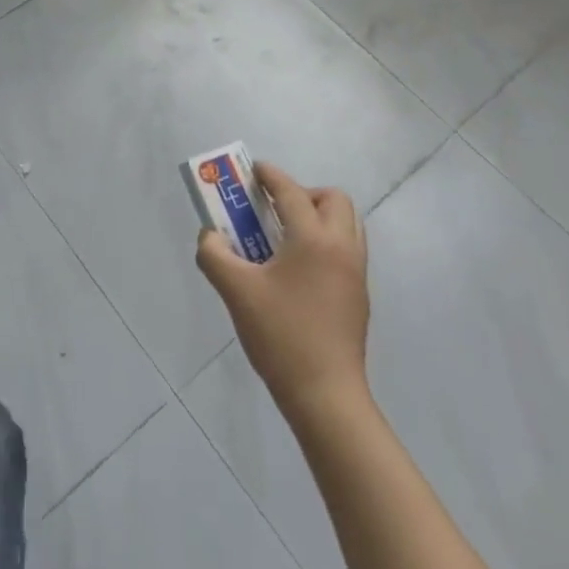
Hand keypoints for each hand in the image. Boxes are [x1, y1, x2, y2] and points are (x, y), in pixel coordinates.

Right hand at [196, 162, 370, 421]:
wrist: (326, 397)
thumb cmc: (281, 335)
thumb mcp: (236, 291)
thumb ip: (214, 254)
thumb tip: (210, 236)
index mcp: (313, 239)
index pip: (291, 191)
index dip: (270, 176)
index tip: (252, 171)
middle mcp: (341, 247)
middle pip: (332, 199)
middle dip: (302, 193)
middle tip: (274, 208)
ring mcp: (355, 273)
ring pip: (345, 224)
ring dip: (318, 216)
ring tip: (285, 235)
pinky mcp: (358, 296)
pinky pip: (346, 249)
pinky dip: (324, 241)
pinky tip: (296, 267)